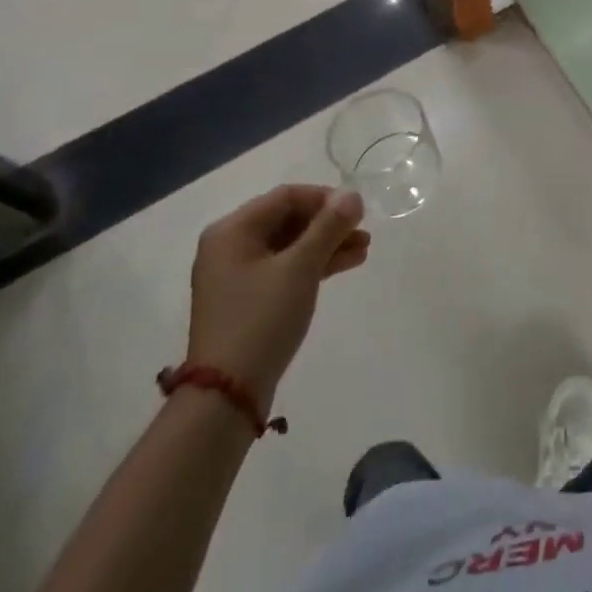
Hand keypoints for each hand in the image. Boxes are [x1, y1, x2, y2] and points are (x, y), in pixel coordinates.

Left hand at [184, 184, 368, 406]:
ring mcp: (238, 275)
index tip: (357, 210)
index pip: (286, 197)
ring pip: (290, 246)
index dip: (325, 198)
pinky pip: (285, 268)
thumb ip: (328, 227)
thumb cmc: (261, 318)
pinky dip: (313, 265)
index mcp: (233, 230)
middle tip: (364, 231)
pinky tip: (346, 265)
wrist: (227, 396)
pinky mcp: (248, 300)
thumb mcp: (300, 268)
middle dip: (329, 224)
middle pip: (288, 220)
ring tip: (364, 249)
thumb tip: (353, 195)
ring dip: (326, 244)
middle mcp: (230, 246)